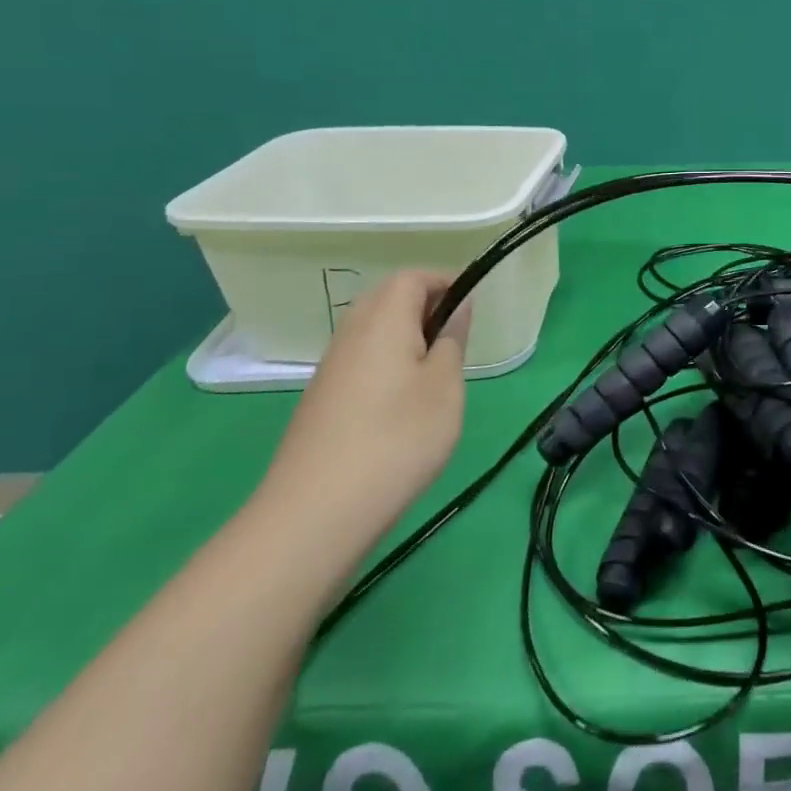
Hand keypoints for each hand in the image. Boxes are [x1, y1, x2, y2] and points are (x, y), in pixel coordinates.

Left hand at [260, 270, 470, 528]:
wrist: (317, 513)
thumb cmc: (398, 439)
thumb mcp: (445, 387)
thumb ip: (453, 340)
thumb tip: (458, 308)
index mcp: (383, 320)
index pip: (412, 277)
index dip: (445, 282)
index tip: (473, 306)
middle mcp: (350, 334)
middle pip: (388, 299)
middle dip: (426, 306)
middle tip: (457, 339)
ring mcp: (331, 368)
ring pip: (373, 331)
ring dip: (407, 337)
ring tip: (437, 373)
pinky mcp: (322, 399)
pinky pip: (361, 360)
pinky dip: (388, 363)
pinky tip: (404, 404)